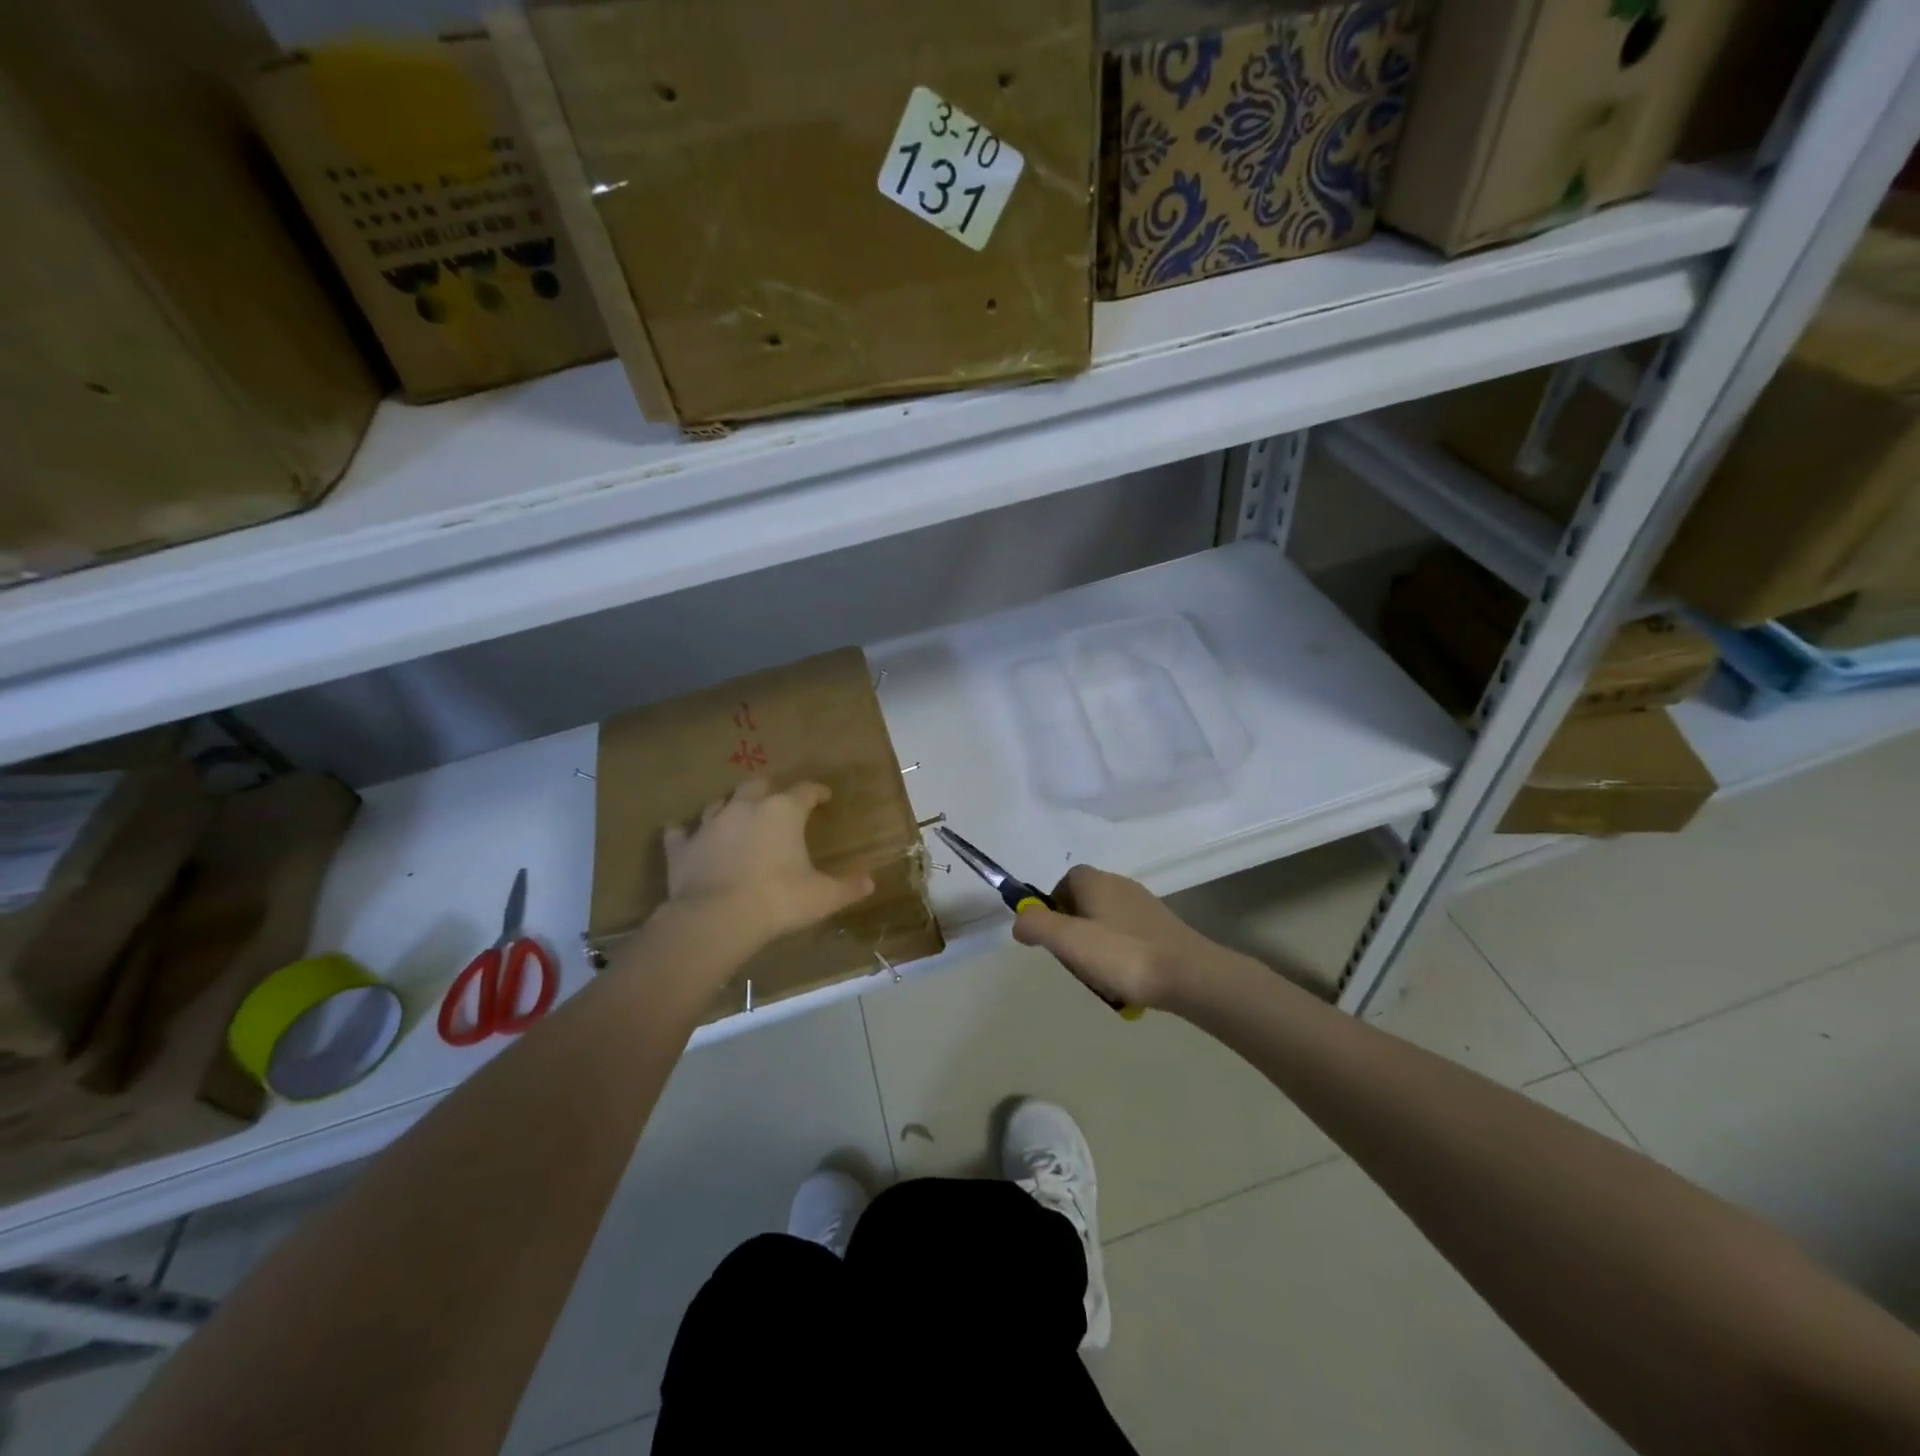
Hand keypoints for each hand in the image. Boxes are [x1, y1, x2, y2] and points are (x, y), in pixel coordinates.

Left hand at [663, 780, 873, 951]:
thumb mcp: (822, 896)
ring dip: (730, 807)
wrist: (717, 918)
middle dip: (769, 790)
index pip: (806, 790)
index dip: (817, 792)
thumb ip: (847, 887)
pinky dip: (686, 834)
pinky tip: (688, 839)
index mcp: (783, 812)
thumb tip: (870, 882)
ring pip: (720, 802)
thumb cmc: (778, 900)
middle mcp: (746, 807)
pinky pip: (680, 832)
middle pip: (758, 784)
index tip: (824, 797)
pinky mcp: (682, 846)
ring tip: (736, 818)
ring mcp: (710, 823)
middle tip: (776, 801)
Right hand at [1011, 865, 1239, 1009]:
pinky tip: (1127, 982)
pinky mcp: (1161, 928)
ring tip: (1102, 978)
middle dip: (1074, 934)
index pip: (1063, 884)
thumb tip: (1020, 921)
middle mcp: (1119, 884)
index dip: (1052, 910)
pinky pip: (1128, 939)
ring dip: (1097, 950)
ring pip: (1104, 924)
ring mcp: (1144, 906)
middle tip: (1077, 963)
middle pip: (1082, 904)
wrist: (1189, 975)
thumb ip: (1036, 926)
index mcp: (1095, 881)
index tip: (1054, 940)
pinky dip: (1121, 957)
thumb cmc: (1123, 955)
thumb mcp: (1067, 941)